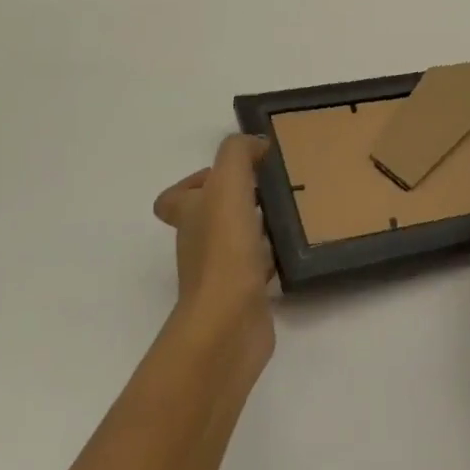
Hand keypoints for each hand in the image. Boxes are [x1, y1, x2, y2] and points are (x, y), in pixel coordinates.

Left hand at [152, 134, 274, 372]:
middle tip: (270, 189)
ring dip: (257, 228)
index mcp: (190, 216)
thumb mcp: (228, 186)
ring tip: (288, 214)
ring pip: (235, 243)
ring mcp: (220, 274)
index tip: (236, 174)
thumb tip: (255, 144)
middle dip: (237, 201)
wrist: (228, 325)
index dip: (197, 182)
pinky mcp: (244, 298)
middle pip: (209, 218)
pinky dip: (272, 259)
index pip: (175, 197)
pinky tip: (294, 250)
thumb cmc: (224, 250)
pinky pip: (257, 271)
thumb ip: (238, 155)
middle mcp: (199, 244)